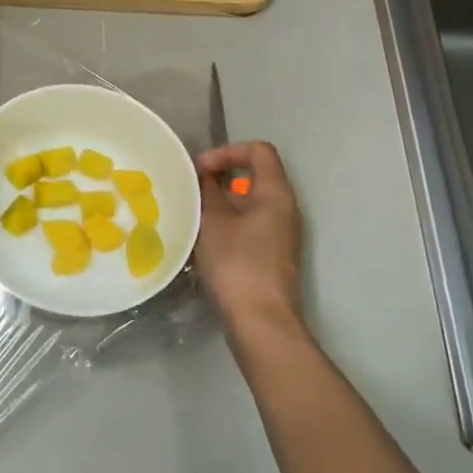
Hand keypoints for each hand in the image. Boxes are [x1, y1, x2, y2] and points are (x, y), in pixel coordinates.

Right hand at [194, 141, 302, 332]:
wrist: (260, 320)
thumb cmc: (237, 264)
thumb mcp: (213, 222)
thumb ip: (207, 192)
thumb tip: (204, 178)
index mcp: (276, 193)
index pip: (258, 151)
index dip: (227, 152)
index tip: (199, 170)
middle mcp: (283, 208)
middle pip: (253, 177)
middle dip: (218, 179)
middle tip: (189, 192)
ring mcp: (279, 234)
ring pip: (247, 204)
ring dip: (218, 205)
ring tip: (189, 216)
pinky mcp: (270, 255)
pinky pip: (247, 226)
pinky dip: (225, 225)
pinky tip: (201, 241)